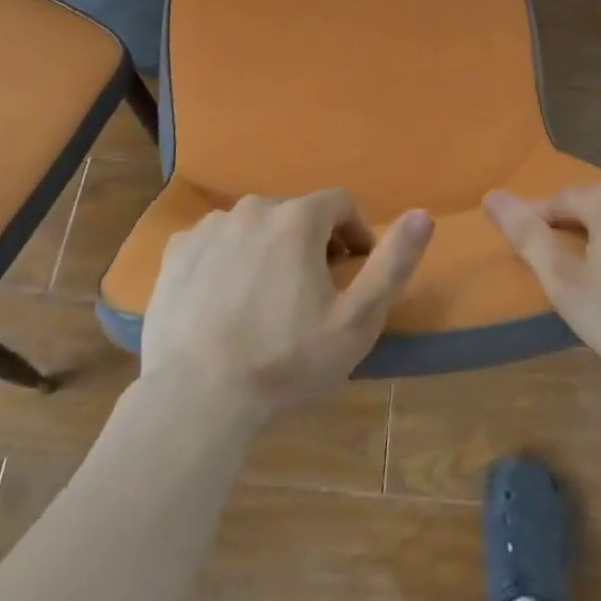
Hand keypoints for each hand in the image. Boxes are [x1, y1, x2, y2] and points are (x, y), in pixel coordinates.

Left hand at [140, 189, 433, 419]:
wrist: (195, 398)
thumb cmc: (285, 361)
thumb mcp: (356, 321)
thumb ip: (392, 263)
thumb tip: (423, 215)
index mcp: (298, 218)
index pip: (340, 202)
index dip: (355, 232)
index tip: (353, 269)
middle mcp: (253, 208)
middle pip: (296, 214)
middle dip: (312, 243)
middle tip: (312, 293)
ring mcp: (210, 227)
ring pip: (254, 227)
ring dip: (269, 250)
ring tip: (266, 301)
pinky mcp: (177, 252)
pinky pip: (215, 243)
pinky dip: (228, 260)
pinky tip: (225, 302)